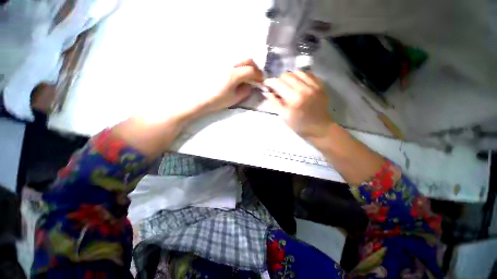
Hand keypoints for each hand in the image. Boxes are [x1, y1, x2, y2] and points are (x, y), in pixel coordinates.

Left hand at [203, 59, 262, 112]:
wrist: (201, 98)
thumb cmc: (218, 100)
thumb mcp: (235, 98)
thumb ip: (246, 91)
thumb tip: (250, 85)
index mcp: (234, 75)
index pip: (251, 71)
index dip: (258, 76)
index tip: (261, 81)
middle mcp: (230, 65)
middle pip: (247, 60)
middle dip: (254, 68)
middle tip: (255, 77)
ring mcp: (223, 62)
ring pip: (240, 58)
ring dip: (247, 66)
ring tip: (247, 75)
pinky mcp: (218, 63)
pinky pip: (232, 60)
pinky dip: (239, 65)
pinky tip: (237, 73)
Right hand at [263, 71, 333, 138]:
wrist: (319, 128)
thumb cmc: (299, 125)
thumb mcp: (284, 116)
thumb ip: (275, 103)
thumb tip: (267, 92)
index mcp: (293, 99)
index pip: (278, 83)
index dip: (270, 82)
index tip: (266, 85)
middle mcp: (304, 89)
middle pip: (287, 75)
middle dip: (279, 80)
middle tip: (278, 88)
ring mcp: (314, 86)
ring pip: (297, 72)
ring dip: (290, 77)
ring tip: (288, 85)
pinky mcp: (320, 85)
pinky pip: (308, 74)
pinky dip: (300, 76)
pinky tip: (299, 83)